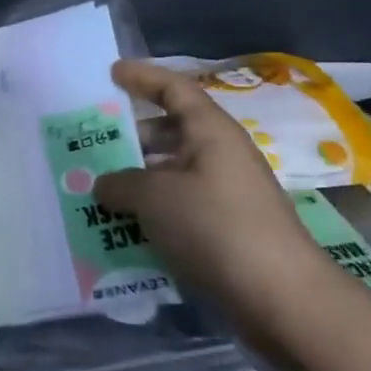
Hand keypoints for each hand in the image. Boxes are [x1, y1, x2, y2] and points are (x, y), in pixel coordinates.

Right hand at [95, 61, 347, 362]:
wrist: (280, 296)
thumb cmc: (215, 226)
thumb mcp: (154, 197)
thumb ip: (120, 183)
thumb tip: (103, 185)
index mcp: (210, 132)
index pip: (174, 89)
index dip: (142, 77)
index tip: (110, 73)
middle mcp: (220, 156)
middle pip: (169, 132)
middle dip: (130, 136)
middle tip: (91, 144)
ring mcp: (224, 195)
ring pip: (170, 174)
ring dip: (135, 180)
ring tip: (95, 190)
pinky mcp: (224, 230)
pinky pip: (177, 208)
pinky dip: (150, 212)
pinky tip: (120, 229)